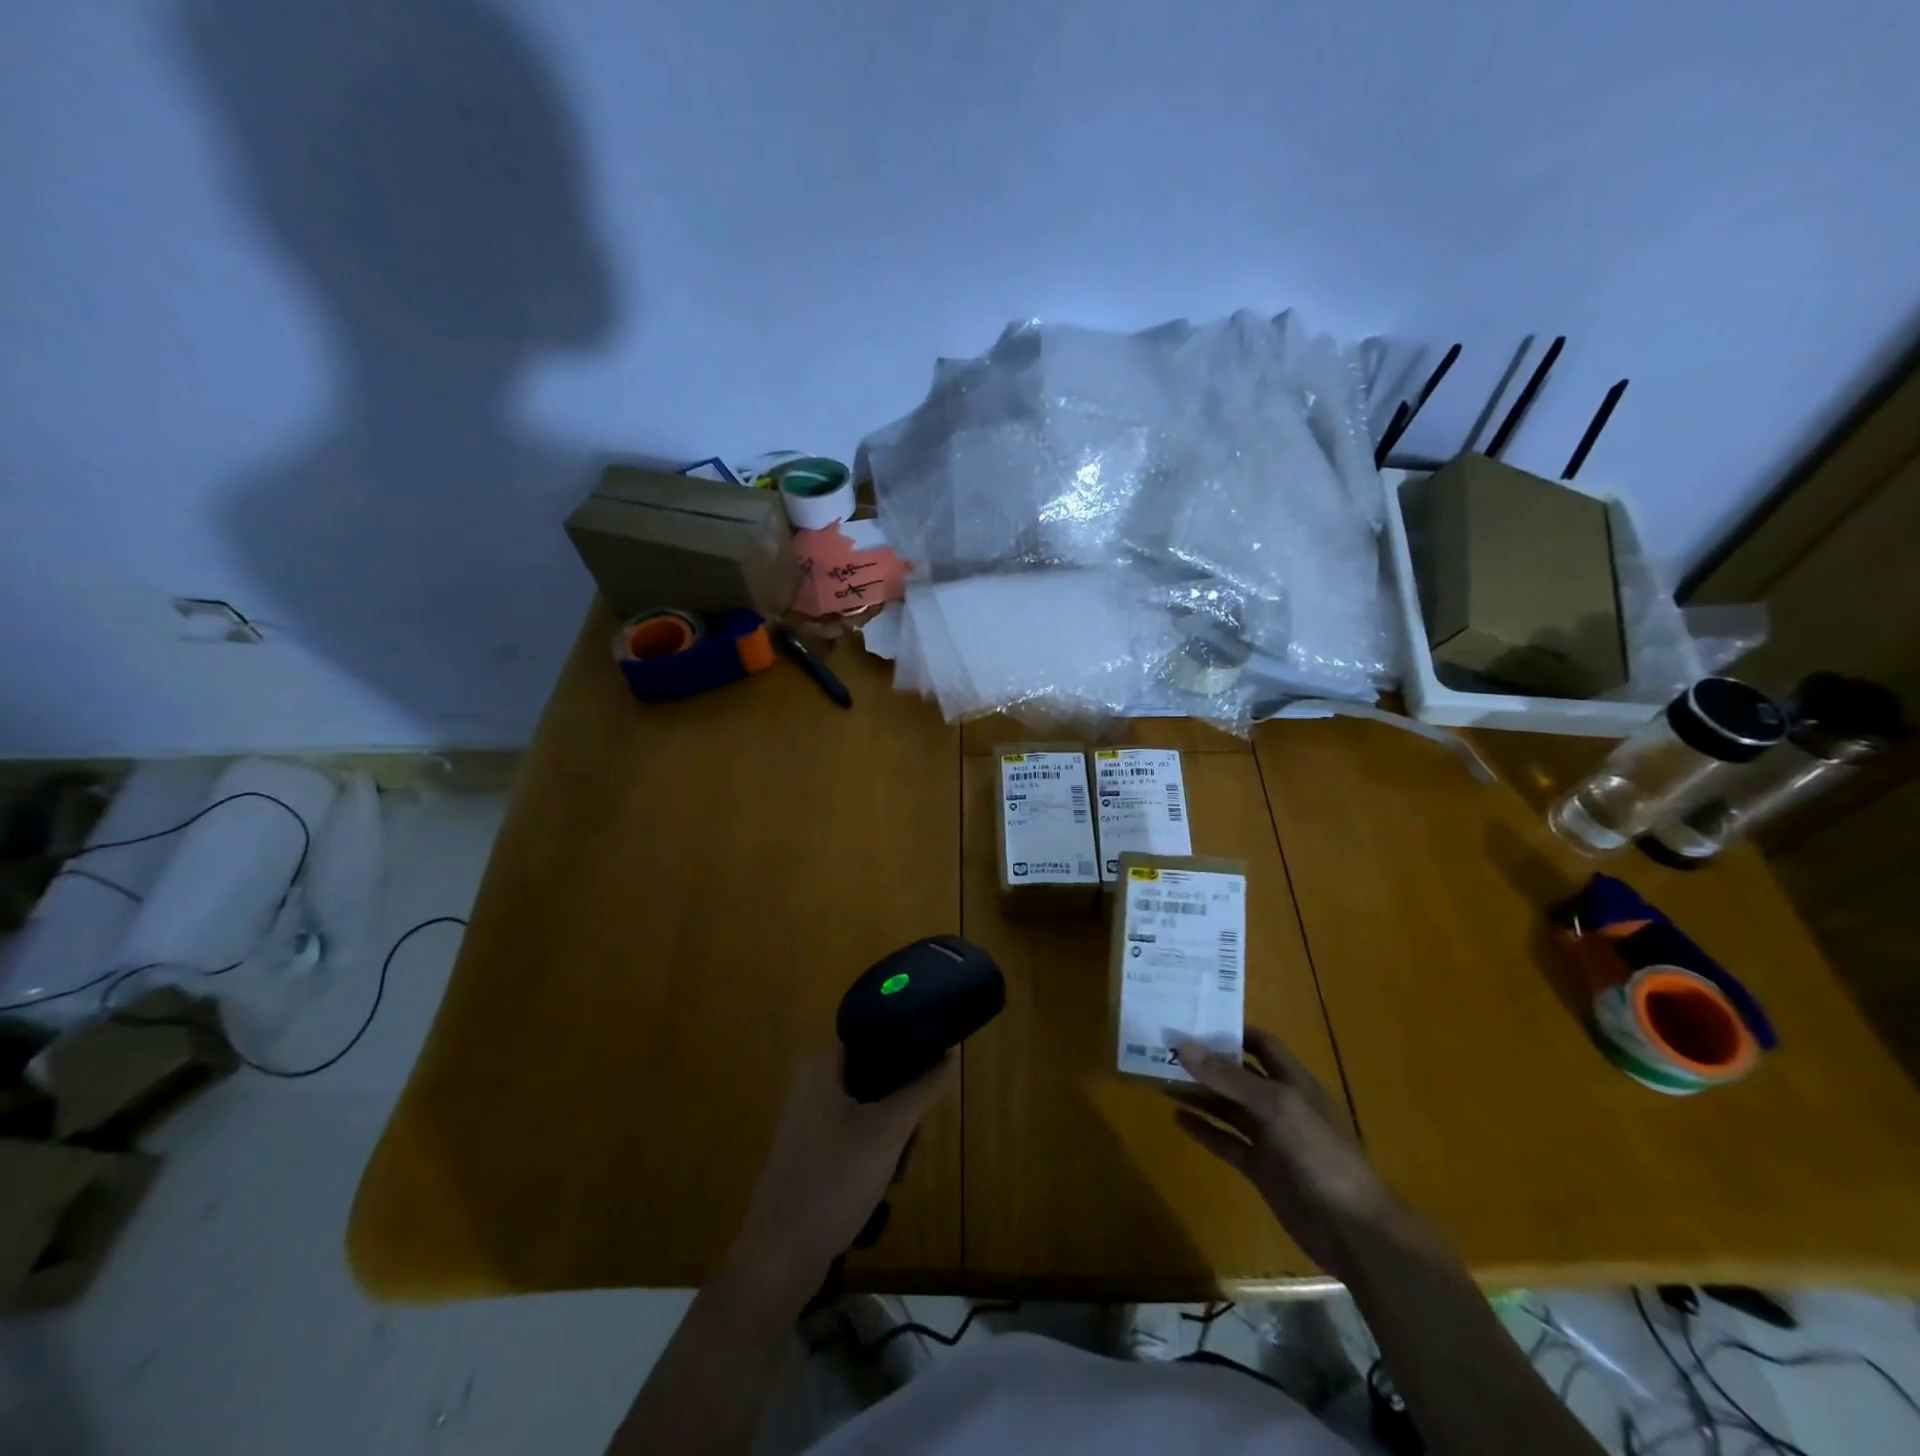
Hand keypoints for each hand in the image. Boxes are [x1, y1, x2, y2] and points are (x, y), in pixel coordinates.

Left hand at [727, 1048, 953, 1298]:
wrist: (780, 1258)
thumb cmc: (835, 1180)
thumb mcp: (889, 1130)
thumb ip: (922, 1087)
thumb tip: (950, 1052)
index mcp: (820, 1063)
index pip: (875, 1034)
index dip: (907, 1049)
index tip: (931, 1075)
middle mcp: (809, 1082)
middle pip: (875, 1074)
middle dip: (900, 1105)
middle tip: (910, 1137)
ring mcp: (806, 1118)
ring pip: (868, 1108)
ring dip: (890, 1134)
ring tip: (897, 1169)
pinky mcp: (808, 1150)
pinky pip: (851, 1133)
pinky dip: (871, 1152)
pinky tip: (881, 1183)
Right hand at [1171, 1027, 1400, 1273]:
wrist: (1353, 1231)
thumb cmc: (1320, 1155)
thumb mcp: (1275, 1107)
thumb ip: (1229, 1077)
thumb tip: (1182, 1044)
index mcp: (1293, 1082)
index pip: (1261, 1043)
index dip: (1231, 1030)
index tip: (1193, 1019)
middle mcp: (1280, 1104)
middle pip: (1239, 1075)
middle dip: (1207, 1062)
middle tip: (1165, 1048)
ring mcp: (1270, 1138)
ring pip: (1228, 1107)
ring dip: (1199, 1093)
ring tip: (1161, 1078)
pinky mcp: (1261, 1169)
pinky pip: (1227, 1142)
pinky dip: (1204, 1129)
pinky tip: (1177, 1118)